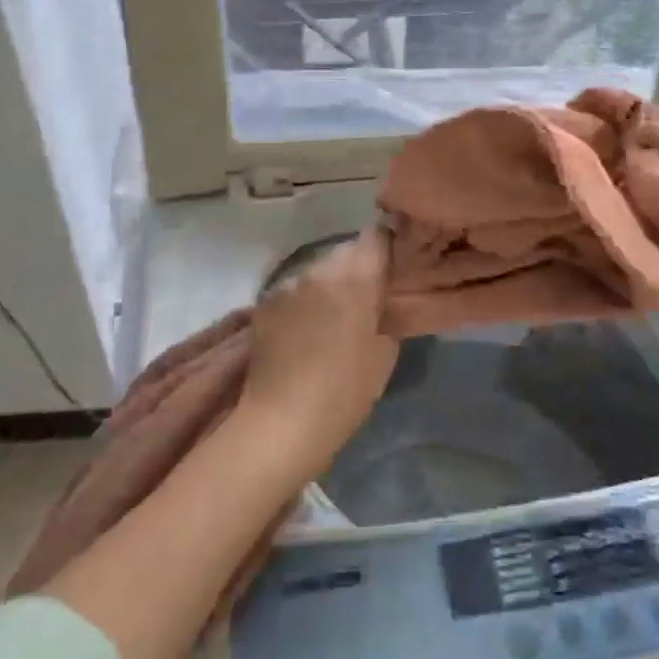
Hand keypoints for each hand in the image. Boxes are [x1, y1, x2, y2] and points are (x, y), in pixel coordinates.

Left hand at [238, 229, 398, 482]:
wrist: (281, 421)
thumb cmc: (345, 391)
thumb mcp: (385, 353)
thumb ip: (387, 314)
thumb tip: (382, 301)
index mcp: (356, 277)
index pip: (377, 237)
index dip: (387, 248)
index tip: (393, 267)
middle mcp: (320, 269)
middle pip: (346, 251)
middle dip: (358, 267)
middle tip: (367, 296)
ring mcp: (288, 283)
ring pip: (318, 269)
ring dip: (329, 283)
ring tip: (333, 315)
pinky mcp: (265, 302)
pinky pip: (294, 289)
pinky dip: (304, 300)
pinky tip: (305, 329)